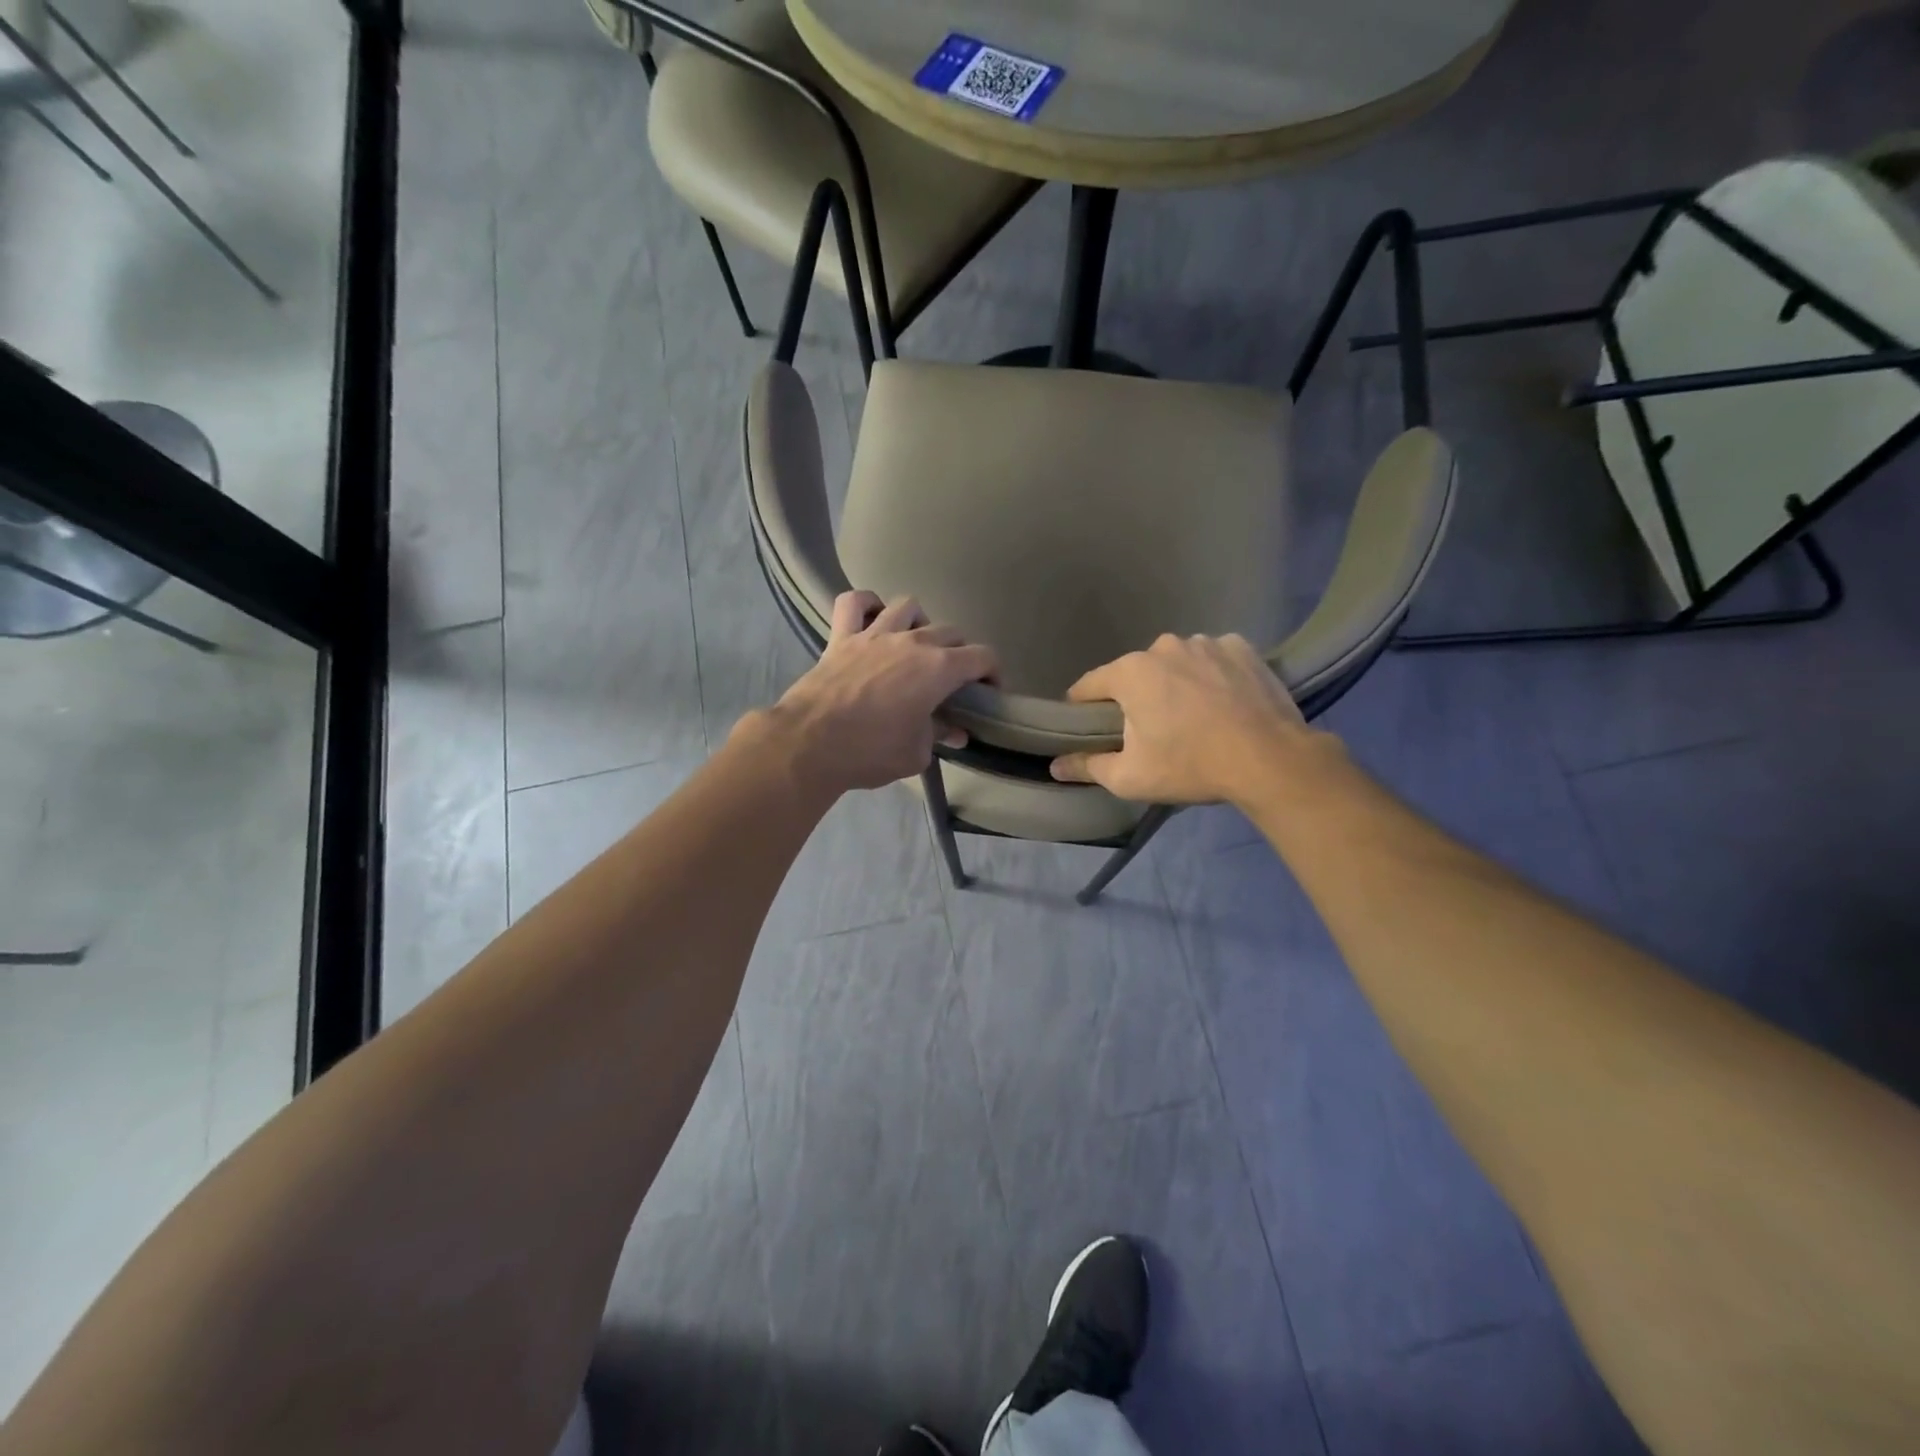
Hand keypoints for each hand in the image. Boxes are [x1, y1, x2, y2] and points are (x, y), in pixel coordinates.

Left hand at [760, 591, 997, 793]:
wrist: (810, 744)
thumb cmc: (871, 751)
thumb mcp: (917, 753)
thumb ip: (939, 735)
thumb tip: (956, 732)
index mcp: (939, 669)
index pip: (983, 657)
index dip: (993, 673)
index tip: (988, 693)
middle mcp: (913, 641)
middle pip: (951, 632)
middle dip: (961, 653)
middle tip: (953, 680)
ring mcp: (874, 633)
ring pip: (909, 606)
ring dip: (920, 623)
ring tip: (916, 646)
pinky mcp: (842, 637)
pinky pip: (854, 602)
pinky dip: (866, 605)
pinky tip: (872, 618)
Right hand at [1050, 633, 1331, 805]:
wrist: (1270, 760)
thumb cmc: (1190, 766)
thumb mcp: (1130, 777)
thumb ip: (1087, 766)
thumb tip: (1054, 765)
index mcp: (1130, 672)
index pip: (1089, 686)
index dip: (1082, 708)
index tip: (1087, 728)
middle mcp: (1163, 646)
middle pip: (1135, 674)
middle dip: (1136, 698)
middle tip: (1150, 731)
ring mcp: (1206, 642)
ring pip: (1176, 664)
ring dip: (1175, 684)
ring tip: (1193, 717)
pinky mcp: (1241, 648)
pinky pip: (1213, 660)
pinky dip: (1211, 676)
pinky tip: (1223, 702)